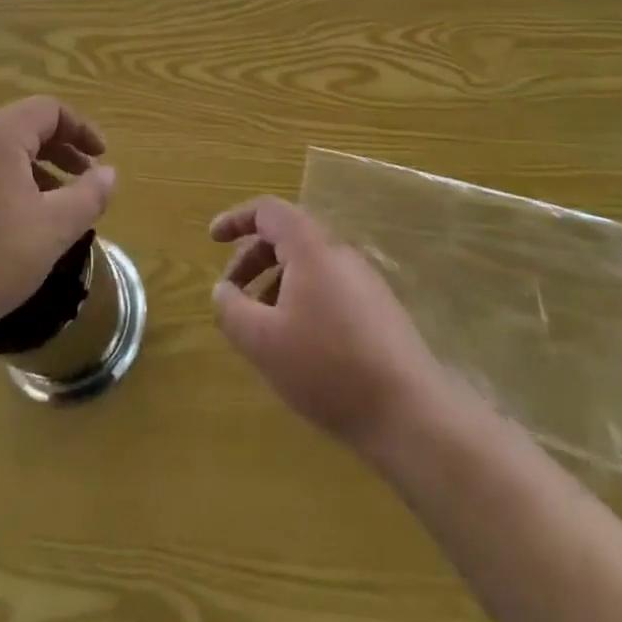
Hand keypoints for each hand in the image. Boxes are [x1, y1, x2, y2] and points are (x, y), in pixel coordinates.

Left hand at [0, 97, 115, 350]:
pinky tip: (4, 228)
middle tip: (81, 179)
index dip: (81, 129)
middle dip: (58, 150)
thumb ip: (88, 196)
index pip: (48, 110)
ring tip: (48, 208)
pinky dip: (0, 186)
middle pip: (20, 128)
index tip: (99, 158)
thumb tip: (107, 173)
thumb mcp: (53, 231)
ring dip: (30, 170)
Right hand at [210, 196, 446, 452]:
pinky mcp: (378, 308)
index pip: (268, 210)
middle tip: (232, 293)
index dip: (236, 220)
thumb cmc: (327, 366)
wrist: (409, 411)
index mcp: (310, 246)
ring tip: (261, 325)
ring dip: (276, 282)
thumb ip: (232, 309)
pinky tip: (298, 343)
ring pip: (309, 264)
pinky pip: (329, 286)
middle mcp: (339, 251)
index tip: (213, 240)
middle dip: (253, 258)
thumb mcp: (263, 341)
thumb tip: (222, 290)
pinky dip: (301, 299)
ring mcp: (363, 279)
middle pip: (288, 236)